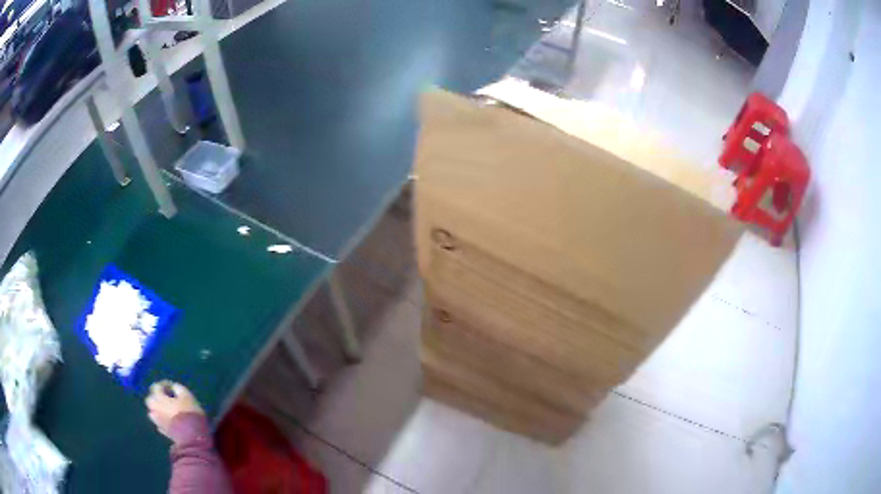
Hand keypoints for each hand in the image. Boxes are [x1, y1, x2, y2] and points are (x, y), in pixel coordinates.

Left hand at [145, 381, 203, 437]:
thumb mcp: (187, 396)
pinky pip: (159, 422)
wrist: (192, 438)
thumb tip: (173, 387)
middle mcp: (154, 408)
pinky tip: (169, 420)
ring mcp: (158, 421)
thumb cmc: (189, 414)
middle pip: (151, 399)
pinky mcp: (163, 431)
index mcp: (159, 398)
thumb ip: (178, 388)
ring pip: (153, 411)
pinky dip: (162, 419)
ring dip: (158, 408)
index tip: (172, 386)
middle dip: (157, 396)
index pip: (156, 386)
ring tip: (167, 409)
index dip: (163, 384)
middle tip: (167, 397)